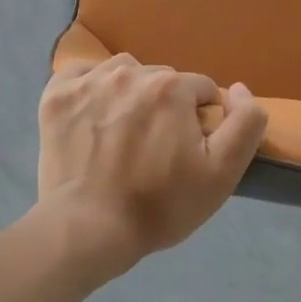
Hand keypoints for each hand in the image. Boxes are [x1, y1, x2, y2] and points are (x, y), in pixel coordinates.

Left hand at [37, 54, 267, 275]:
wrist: (88, 229)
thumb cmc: (159, 205)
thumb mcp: (221, 174)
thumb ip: (244, 123)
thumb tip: (240, 89)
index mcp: (171, 87)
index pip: (201, 90)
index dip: (200, 121)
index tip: (187, 152)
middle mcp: (130, 72)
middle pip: (162, 81)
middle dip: (166, 107)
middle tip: (154, 149)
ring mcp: (88, 81)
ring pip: (124, 73)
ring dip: (130, 95)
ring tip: (123, 134)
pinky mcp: (56, 95)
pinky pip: (82, 74)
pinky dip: (90, 89)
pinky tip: (92, 118)